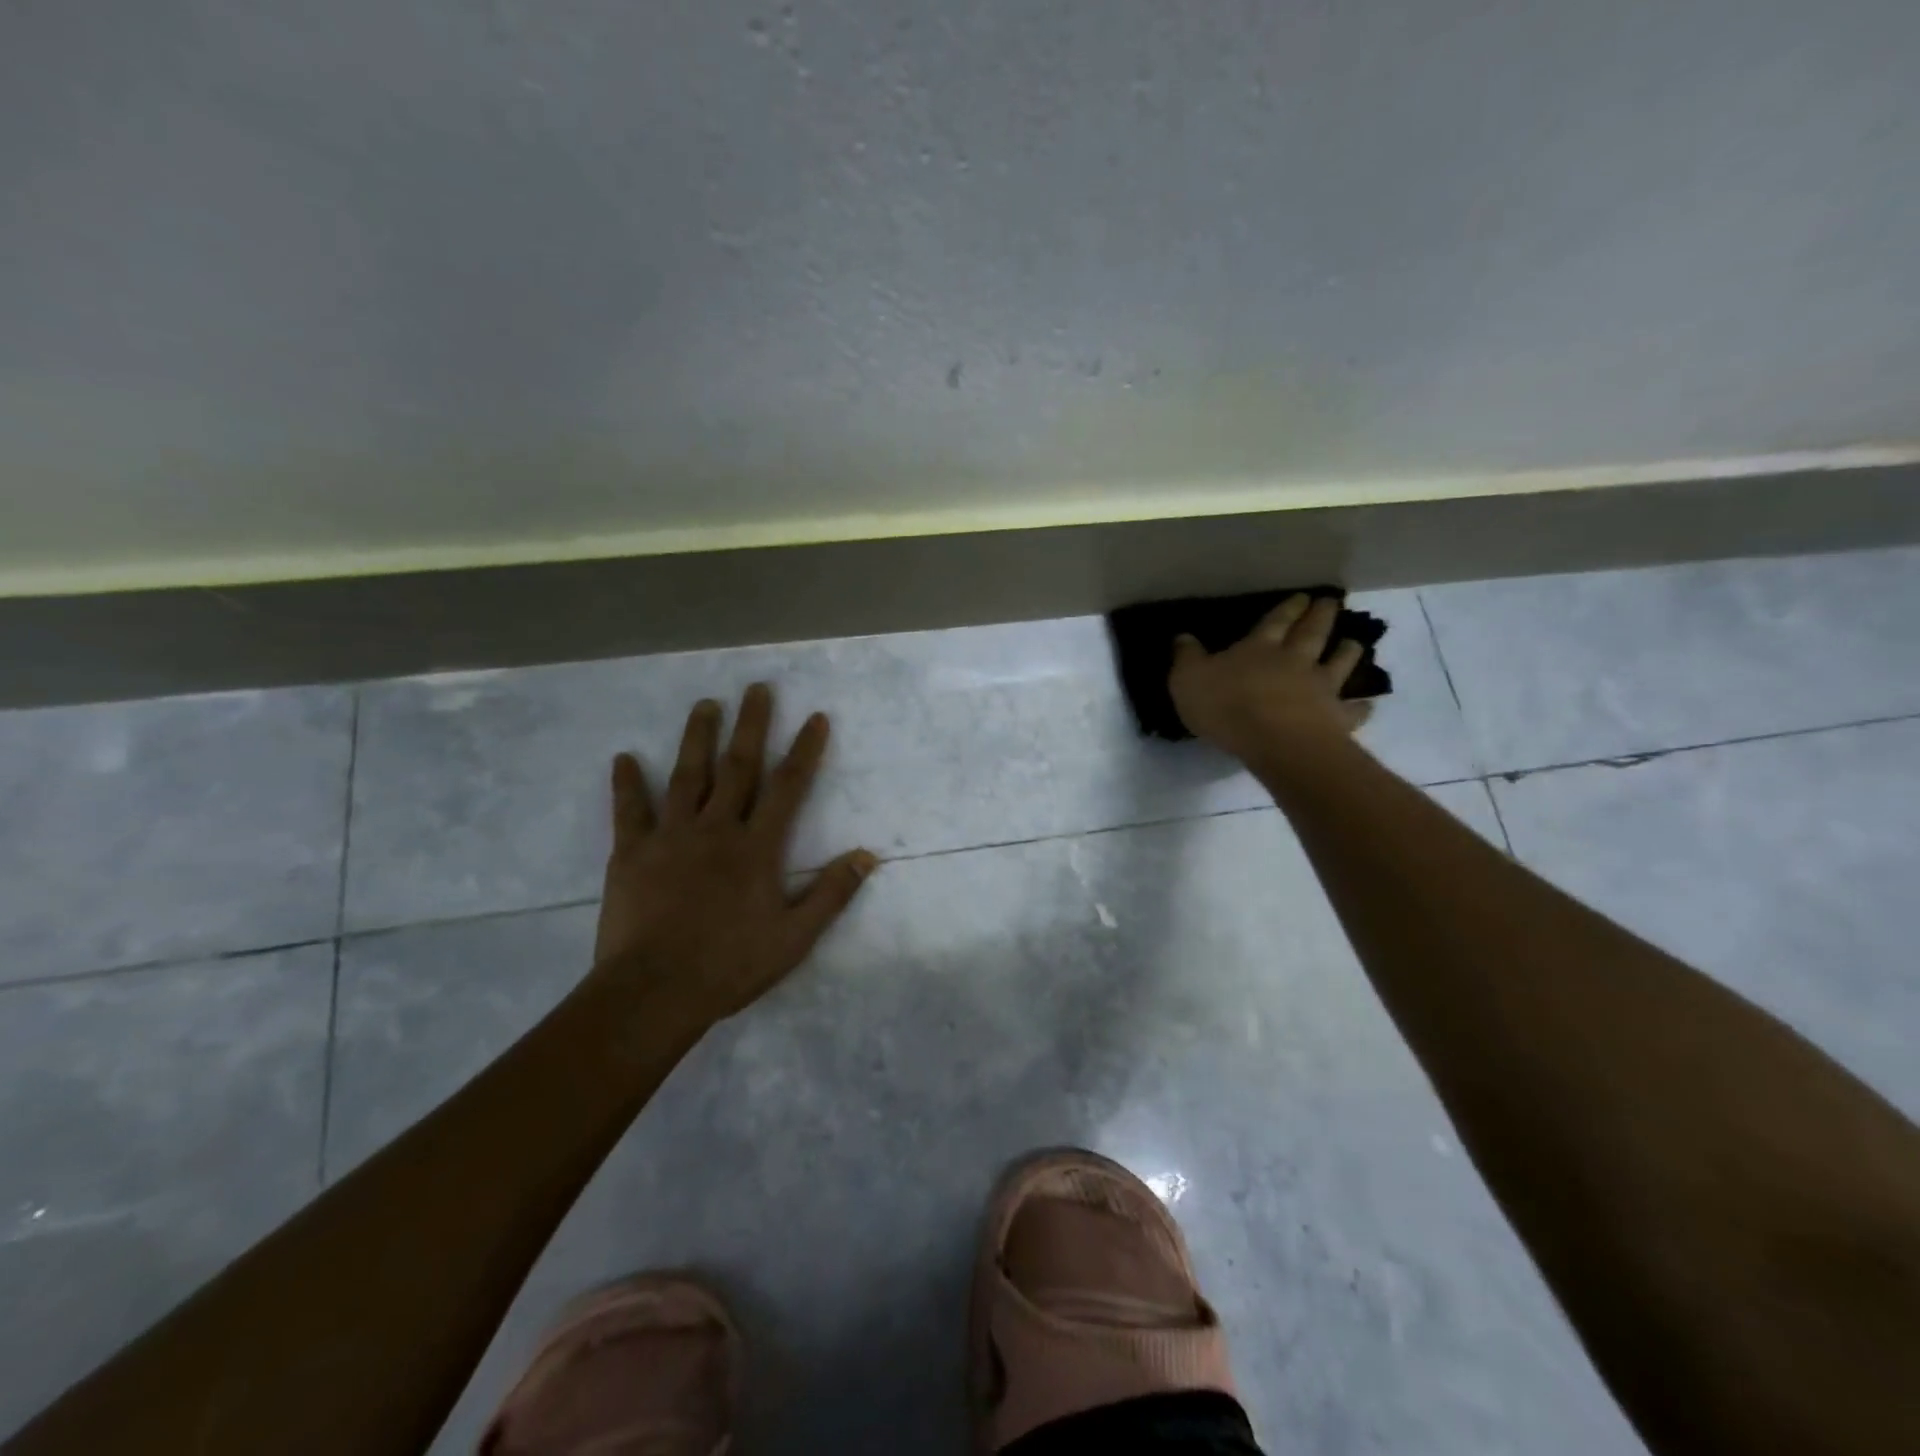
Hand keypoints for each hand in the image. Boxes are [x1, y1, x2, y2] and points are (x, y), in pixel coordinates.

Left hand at [590, 684, 877, 1027]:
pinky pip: (630, 811)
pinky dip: (627, 783)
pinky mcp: (632, 853)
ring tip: (704, 704)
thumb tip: (868, 855)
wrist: (654, 992)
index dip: (804, 750)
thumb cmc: (730, 965)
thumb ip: (832, 893)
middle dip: (751, 725)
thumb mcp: (795, 937)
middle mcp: (717, 829)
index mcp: (757, 847)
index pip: (789, 787)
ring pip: (687, 776)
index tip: (815, 717)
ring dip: (697, 738)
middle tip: (756, 688)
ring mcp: (671, 837)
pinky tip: (623, 757)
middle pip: (738, 767)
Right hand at [1168, 594, 1372, 766]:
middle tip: (1332, 603)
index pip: (1275, 621)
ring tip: (1354, 643)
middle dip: (1321, 616)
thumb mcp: (1188, 679)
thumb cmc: (1226, 706)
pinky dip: (1361, 706)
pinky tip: (1367, 704)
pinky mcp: (1336, 717)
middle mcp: (1295, 660)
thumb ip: (1186, 657)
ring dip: (1347, 652)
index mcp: (1259, 648)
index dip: (1287, 608)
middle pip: (1312, 633)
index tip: (1301, 596)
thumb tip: (1182, 636)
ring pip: (1339, 663)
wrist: (1275, 740)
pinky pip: (1353, 710)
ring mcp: (1321, 688)